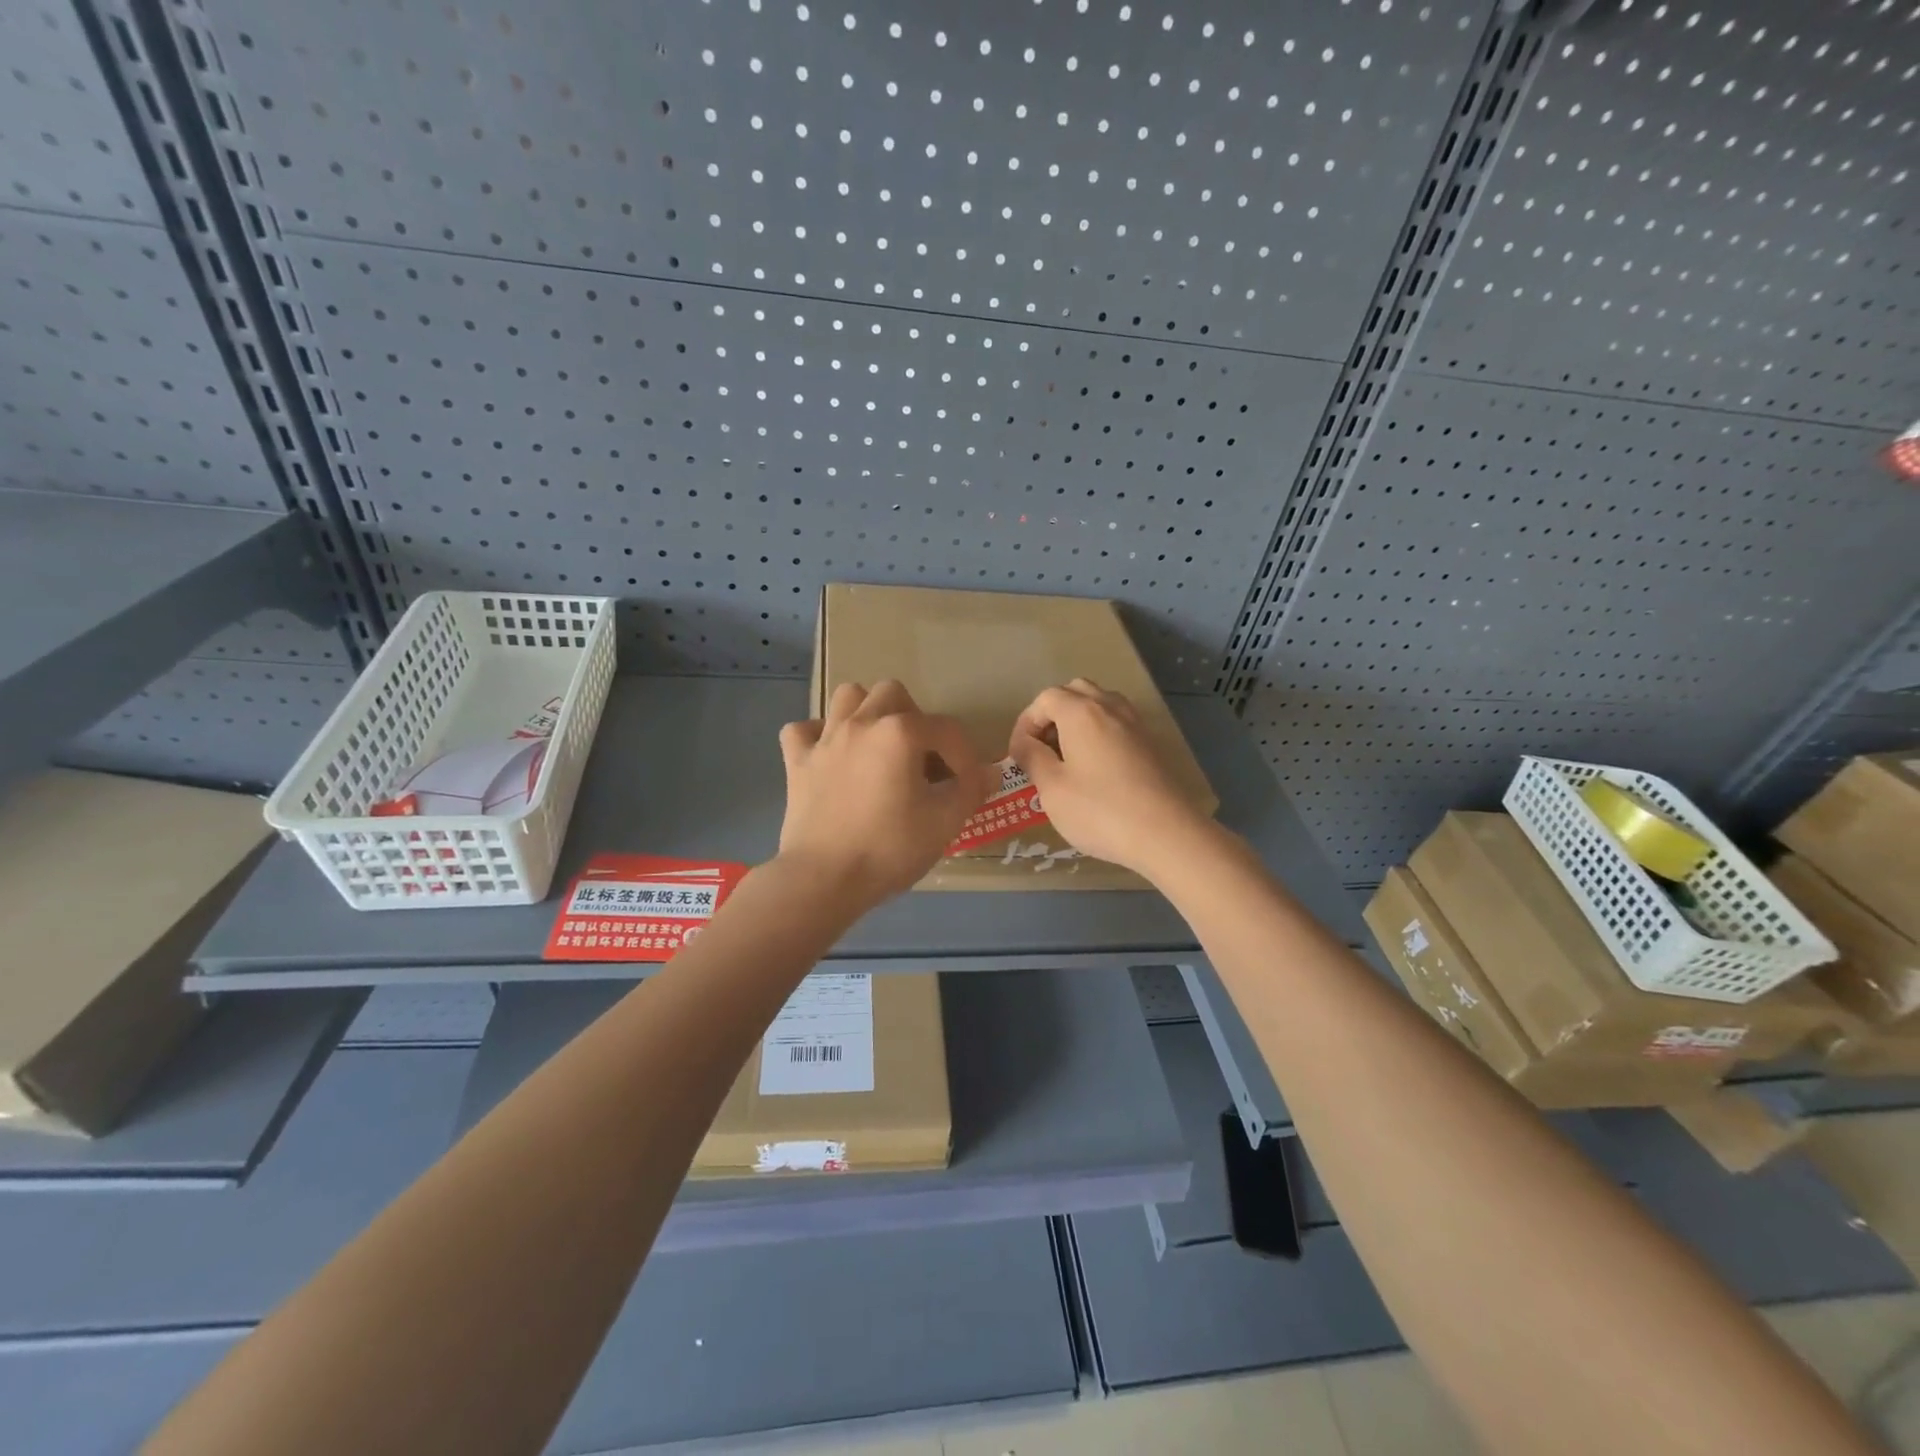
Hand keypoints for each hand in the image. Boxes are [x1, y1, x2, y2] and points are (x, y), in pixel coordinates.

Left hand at [776, 680, 996, 909]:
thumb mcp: (945, 822)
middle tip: (921, 756)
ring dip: (867, 712)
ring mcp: (824, 739)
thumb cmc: (890, 848)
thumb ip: (971, 790)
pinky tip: (831, 756)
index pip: (946, 729)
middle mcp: (861, 723)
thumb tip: (988, 773)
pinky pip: (803, 730)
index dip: (965, 756)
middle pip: (893, 694)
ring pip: (847, 697)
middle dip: (914, 719)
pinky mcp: (797, 762)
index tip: (970, 785)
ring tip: (878, 744)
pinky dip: (818, 736)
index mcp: (900, 733)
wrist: (824, 878)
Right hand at [1008, 679, 1214, 878]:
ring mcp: (1135, 724)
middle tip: (1043, 749)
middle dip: (1052, 715)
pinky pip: (1118, 723)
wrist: (1166, 833)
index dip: (1025, 723)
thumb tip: (1025, 744)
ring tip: (1068, 757)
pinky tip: (1096, 768)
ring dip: (1078, 721)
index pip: (1045, 699)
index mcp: (1081, 712)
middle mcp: (1109, 707)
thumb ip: (1033, 759)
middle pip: (1075, 692)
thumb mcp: (1052, 789)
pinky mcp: (1151, 744)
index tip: (1018, 755)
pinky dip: (1100, 733)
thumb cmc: (1100, 811)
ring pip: (1100, 704)